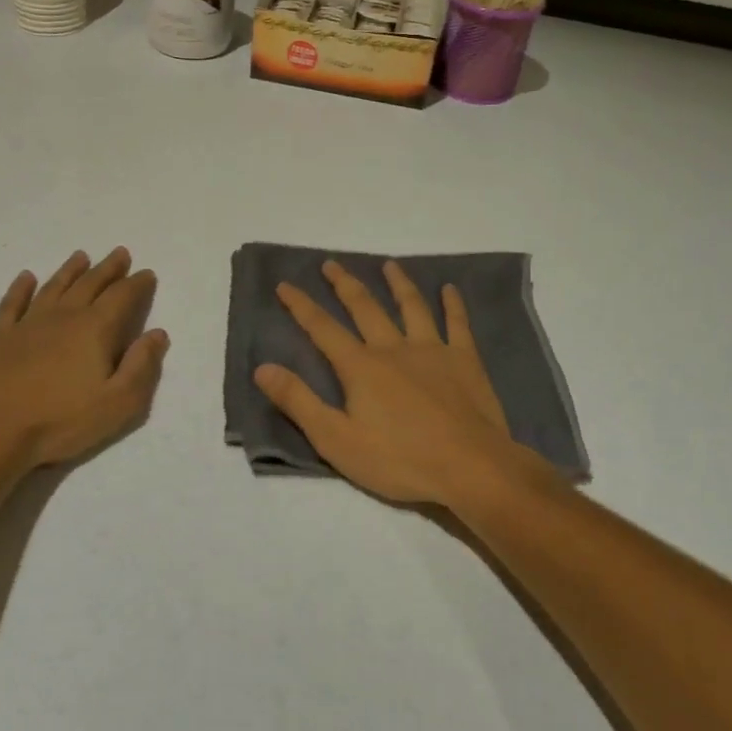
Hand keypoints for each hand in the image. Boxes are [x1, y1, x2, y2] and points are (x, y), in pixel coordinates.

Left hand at [0, 247, 167, 481]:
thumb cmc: (60, 421)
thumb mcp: (118, 403)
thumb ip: (141, 366)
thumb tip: (157, 333)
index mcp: (94, 330)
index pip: (122, 297)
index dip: (137, 284)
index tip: (147, 273)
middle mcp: (62, 317)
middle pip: (89, 284)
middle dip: (108, 268)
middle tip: (120, 253)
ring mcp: (26, 324)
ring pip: (53, 287)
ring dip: (70, 270)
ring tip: (81, 256)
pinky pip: (12, 304)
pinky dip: (20, 288)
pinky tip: (25, 277)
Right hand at [254, 259, 557, 509]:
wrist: (469, 466)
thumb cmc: (399, 460)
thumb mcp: (336, 440)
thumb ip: (299, 402)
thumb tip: (262, 368)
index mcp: (361, 367)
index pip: (323, 328)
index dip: (301, 306)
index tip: (285, 284)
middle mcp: (393, 348)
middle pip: (365, 307)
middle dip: (345, 284)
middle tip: (331, 263)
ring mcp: (432, 350)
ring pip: (411, 307)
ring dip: (398, 283)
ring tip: (389, 265)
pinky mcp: (465, 360)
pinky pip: (458, 323)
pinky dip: (453, 304)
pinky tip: (450, 289)